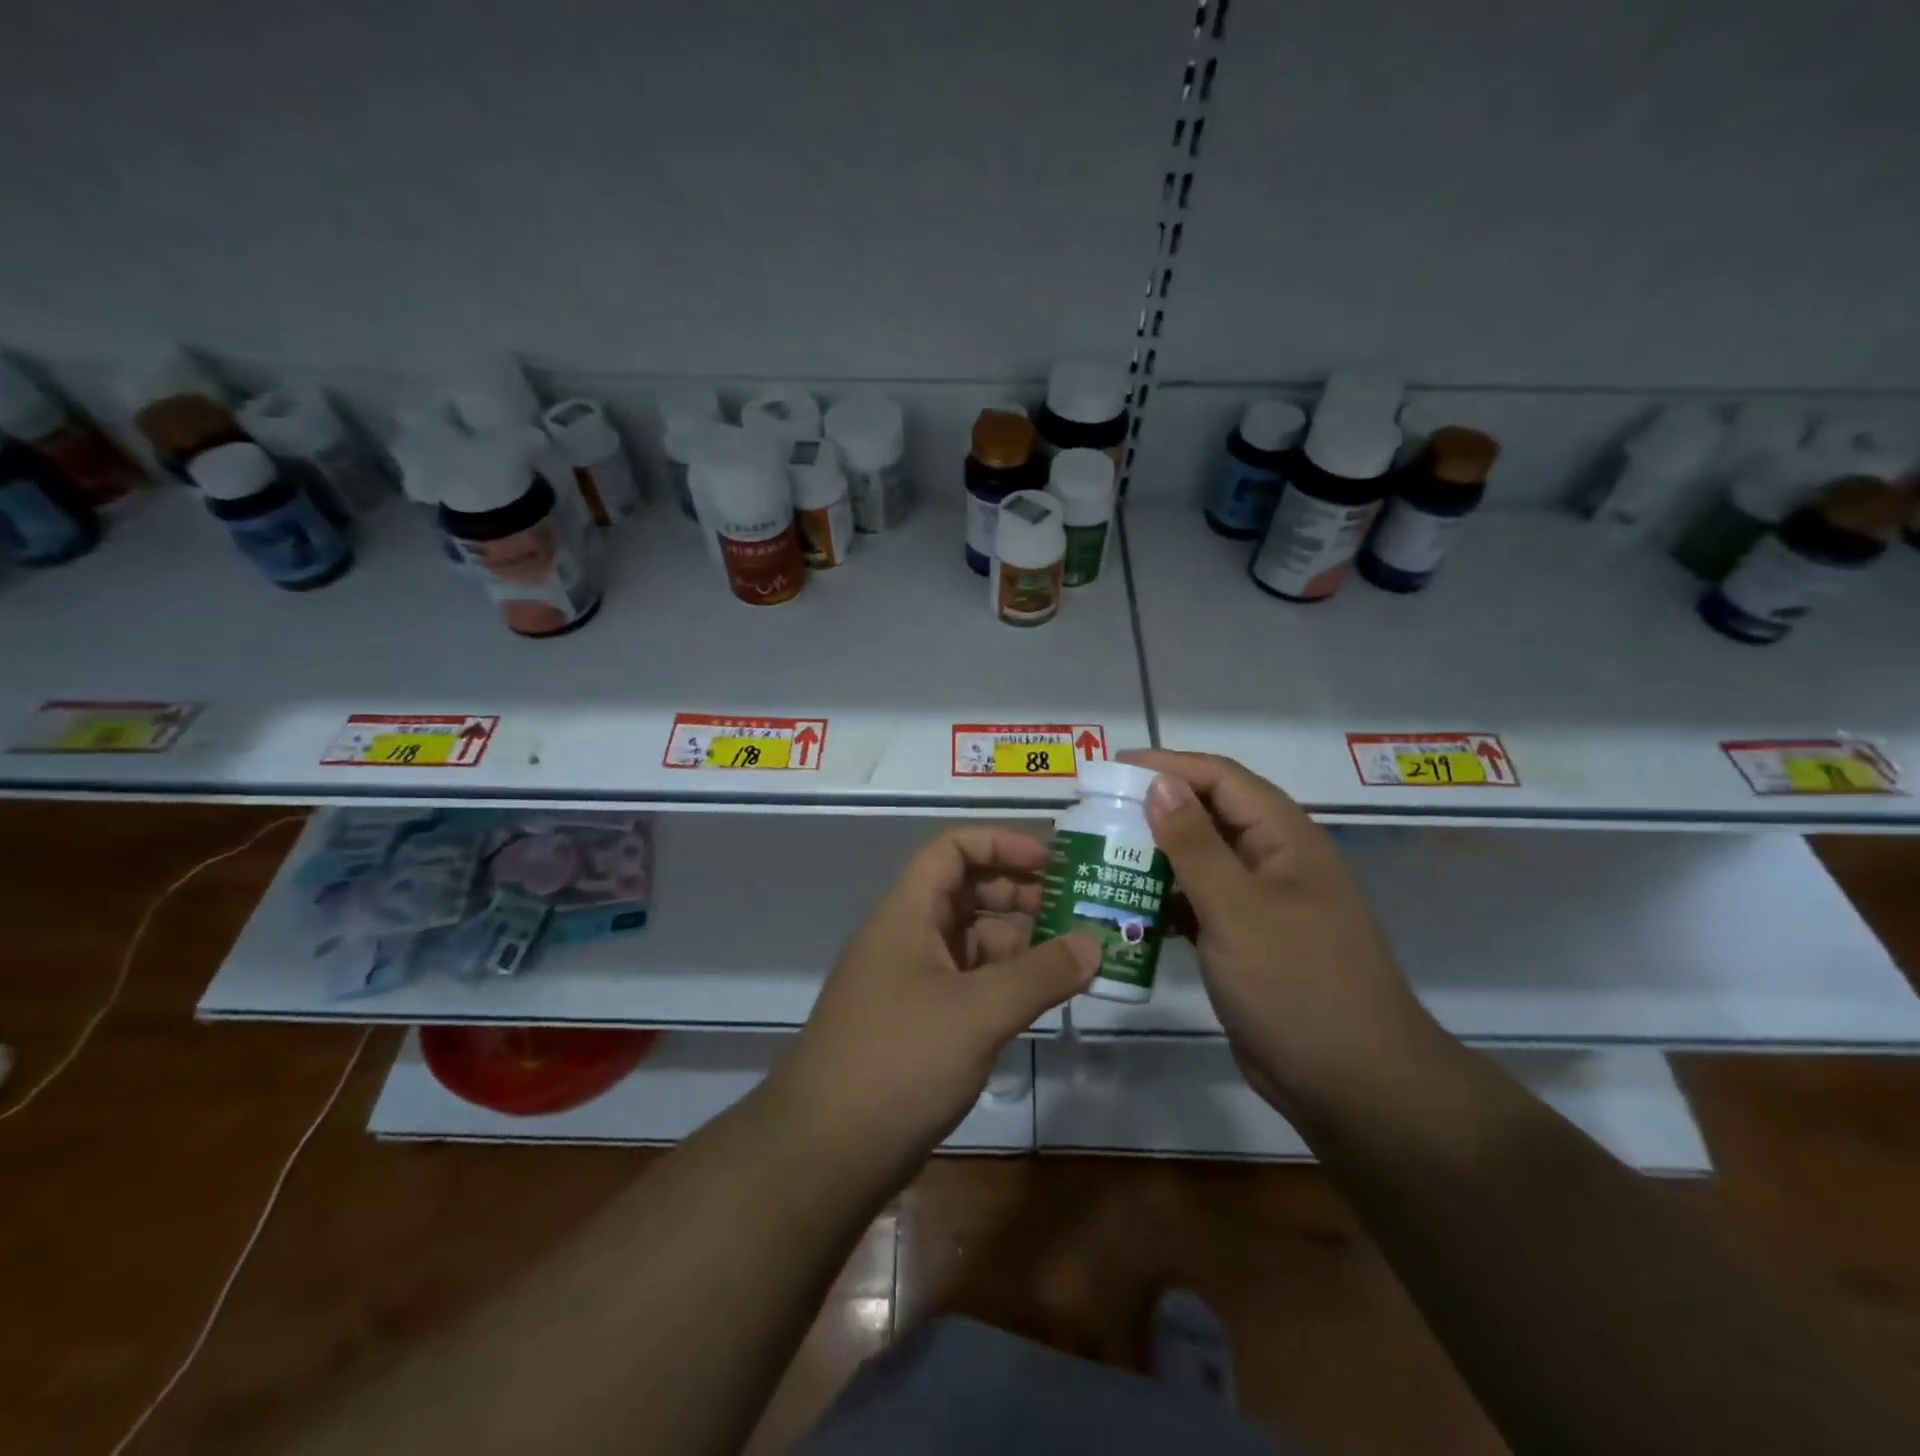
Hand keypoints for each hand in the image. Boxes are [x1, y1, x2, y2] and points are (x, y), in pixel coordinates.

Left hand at [770, 827, 1097, 1176]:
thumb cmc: (900, 1061)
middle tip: (1074, 911)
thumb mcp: (978, 1012)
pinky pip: (966, 984)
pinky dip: (1002, 984)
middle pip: (965, 892)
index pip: (952, 848)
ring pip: (969, 942)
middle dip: (1019, 894)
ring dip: (1017, 944)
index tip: (1053, 864)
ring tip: (1071, 960)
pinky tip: (1038, 1002)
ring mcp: (908, 982)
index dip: (1001, 844)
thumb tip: (1096, 943)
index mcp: (907, 914)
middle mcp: (905, 938)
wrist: (825, 1153)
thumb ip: (1041, 975)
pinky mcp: (915, 1024)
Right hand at [1121, 750, 1436, 1116]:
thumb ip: (1194, 844)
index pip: (1221, 778)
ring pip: (1200, 861)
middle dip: (1155, 809)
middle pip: (1209, 815)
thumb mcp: (1237, 908)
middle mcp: (1273, 861)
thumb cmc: (1296, 984)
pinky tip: (1126, 906)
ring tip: (1100, 855)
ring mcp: (1260, 903)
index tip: (1111, 771)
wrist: (1351, 1084)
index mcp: (1284, 838)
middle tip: (1097, 814)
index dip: (1168, 766)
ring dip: (1154, 855)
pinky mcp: (1244, 941)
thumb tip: (1160, 783)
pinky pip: (1198, 903)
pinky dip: (1164, 899)